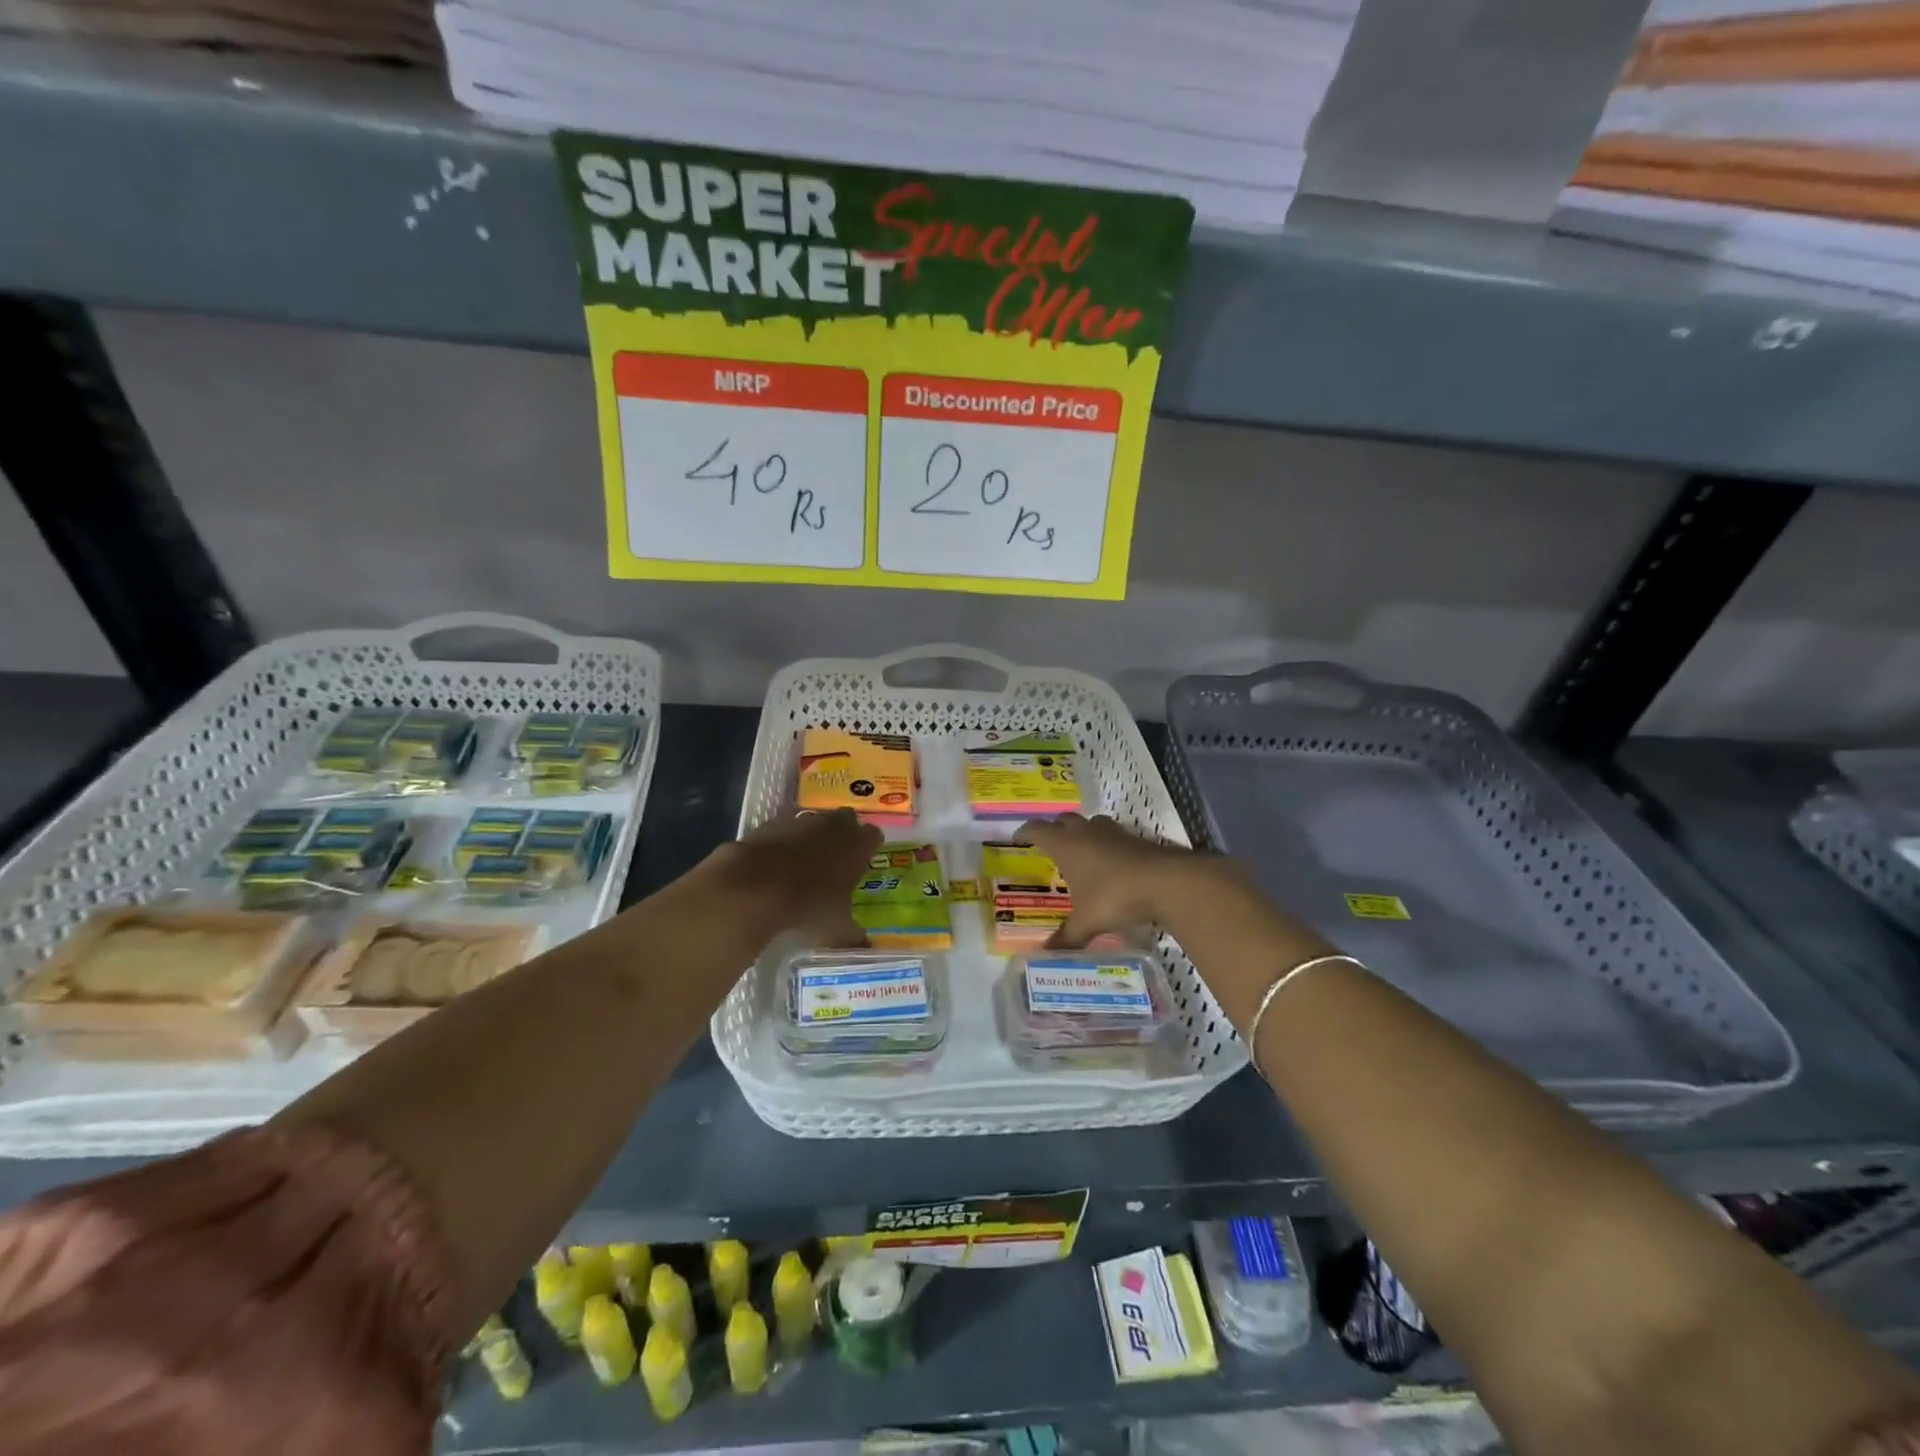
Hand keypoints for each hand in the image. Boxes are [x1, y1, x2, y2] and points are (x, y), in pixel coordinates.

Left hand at [711, 809, 882, 947]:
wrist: (756, 885)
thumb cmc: (809, 904)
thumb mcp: (835, 927)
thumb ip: (853, 934)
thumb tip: (865, 948)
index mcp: (858, 846)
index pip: (874, 836)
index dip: (868, 847)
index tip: (863, 861)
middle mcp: (835, 826)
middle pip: (848, 820)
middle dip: (844, 833)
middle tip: (837, 857)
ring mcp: (804, 820)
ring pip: (817, 819)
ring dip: (815, 833)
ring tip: (806, 858)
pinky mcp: (774, 821)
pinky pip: (787, 824)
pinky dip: (786, 837)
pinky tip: (778, 857)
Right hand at [1016, 813, 1204, 946]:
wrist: (1166, 883)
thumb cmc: (1115, 897)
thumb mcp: (1086, 922)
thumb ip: (1066, 938)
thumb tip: (1044, 955)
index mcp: (1066, 846)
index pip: (1038, 830)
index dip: (1026, 832)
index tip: (1018, 838)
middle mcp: (1087, 833)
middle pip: (1064, 820)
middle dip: (1055, 828)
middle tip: (1049, 844)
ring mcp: (1114, 834)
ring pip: (1092, 823)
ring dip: (1083, 831)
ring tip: (1080, 850)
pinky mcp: (1136, 840)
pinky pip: (1114, 835)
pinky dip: (1107, 844)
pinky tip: (1111, 863)